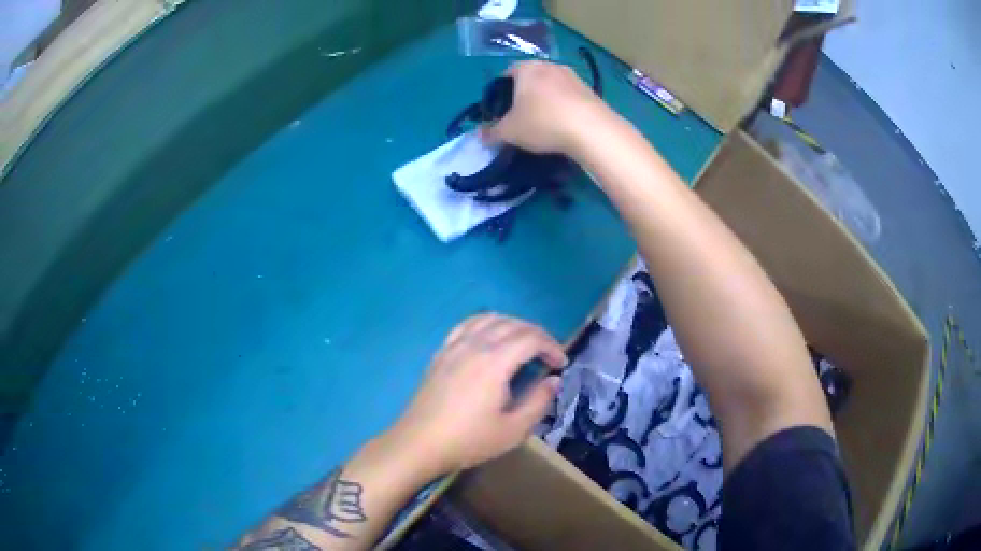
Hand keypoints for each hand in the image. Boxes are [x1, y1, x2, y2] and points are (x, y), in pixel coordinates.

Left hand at [390, 314, 567, 476]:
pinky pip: (467, 325)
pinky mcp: (441, 353)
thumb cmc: (469, 440)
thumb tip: (553, 380)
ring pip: (489, 318)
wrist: (420, 443)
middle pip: (512, 324)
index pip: (531, 338)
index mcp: (495, 362)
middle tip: (548, 354)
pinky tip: (489, 338)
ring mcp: (454, 346)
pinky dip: (486, 323)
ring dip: (513, 325)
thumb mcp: (513, 430)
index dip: (551, 346)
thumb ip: (538, 401)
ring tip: (524, 343)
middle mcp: (475, 345)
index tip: (561, 364)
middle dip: (536, 334)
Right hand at [481, 60, 608, 155]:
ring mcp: (573, 76)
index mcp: (526, 68)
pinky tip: (563, 125)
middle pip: (530, 78)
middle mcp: (549, 65)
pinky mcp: (590, 90)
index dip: (500, 92)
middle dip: (523, 95)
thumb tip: (479, 134)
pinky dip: (563, 107)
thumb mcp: (510, 131)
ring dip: (545, 100)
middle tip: (520, 117)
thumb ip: (492, 132)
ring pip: (551, 87)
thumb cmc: (543, 122)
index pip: (506, 74)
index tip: (500, 111)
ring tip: (543, 123)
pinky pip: (569, 96)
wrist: (591, 129)